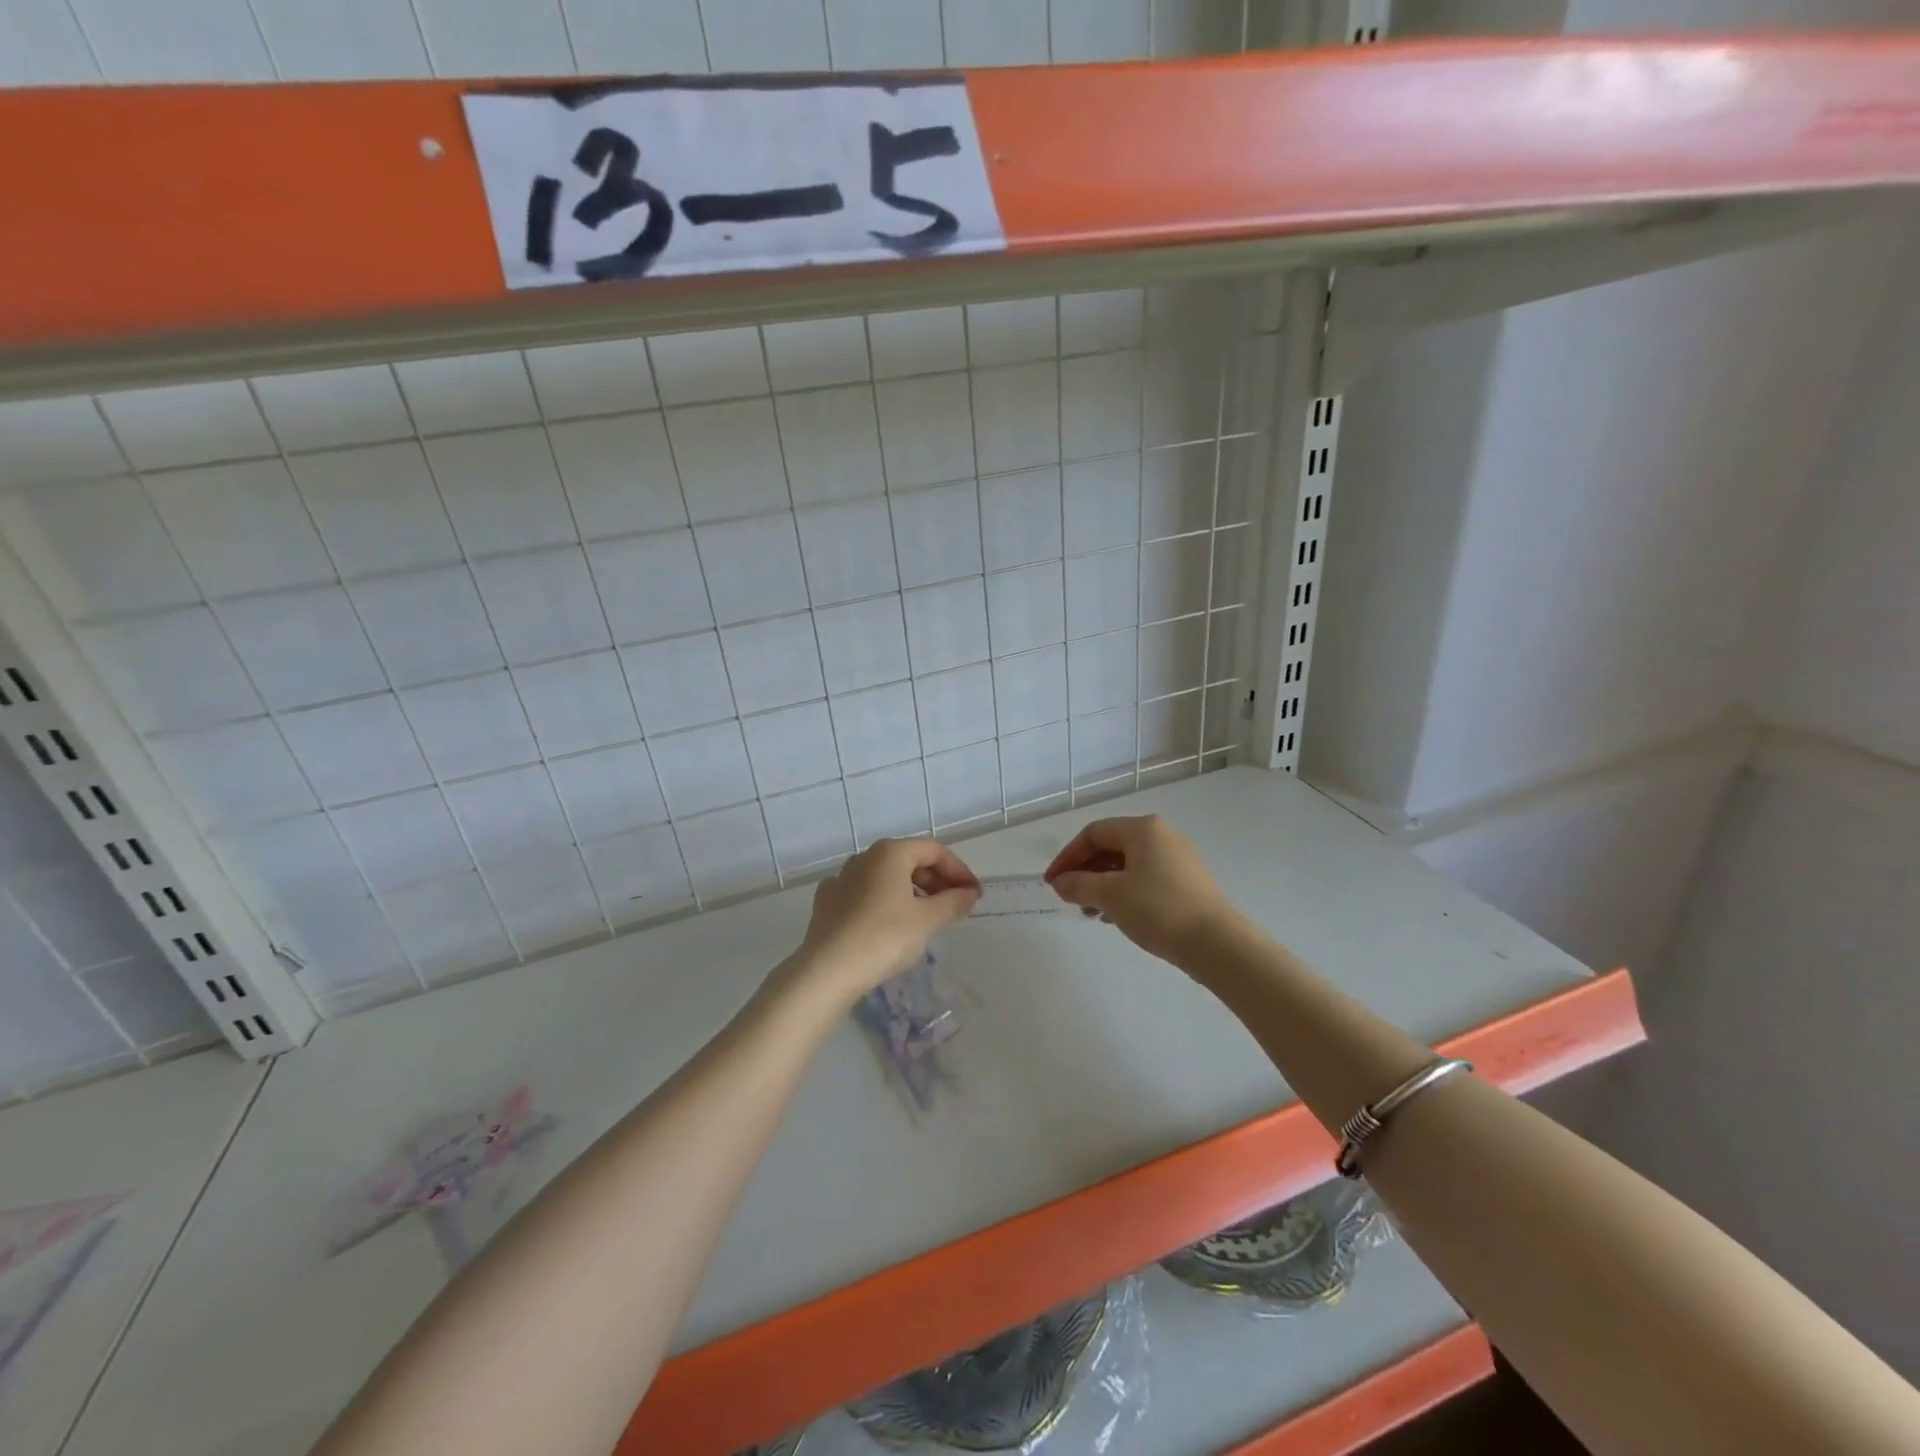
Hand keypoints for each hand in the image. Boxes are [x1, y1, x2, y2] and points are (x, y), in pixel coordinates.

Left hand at [789, 838, 979, 1005]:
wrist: (827, 970)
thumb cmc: (884, 938)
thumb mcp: (927, 920)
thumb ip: (953, 902)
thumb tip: (969, 893)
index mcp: (890, 852)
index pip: (934, 851)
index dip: (958, 870)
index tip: (973, 894)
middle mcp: (864, 857)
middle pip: (909, 859)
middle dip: (936, 880)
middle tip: (954, 906)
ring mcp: (841, 877)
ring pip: (885, 876)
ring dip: (911, 890)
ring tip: (926, 917)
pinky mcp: (827, 901)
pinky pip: (864, 893)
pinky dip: (884, 901)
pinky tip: (889, 922)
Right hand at [1044, 815, 1239, 962]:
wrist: (1217, 944)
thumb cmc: (1158, 909)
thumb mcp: (1110, 895)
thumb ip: (1079, 884)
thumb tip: (1060, 882)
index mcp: (1143, 829)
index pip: (1093, 833)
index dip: (1068, 856)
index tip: (1052, 882)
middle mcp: (1162, 836)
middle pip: (1111, 847)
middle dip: (1085, 871)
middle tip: (1067, 896)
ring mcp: (1178, 859)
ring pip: (1128, 865)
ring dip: (1102, 884)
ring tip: (1088, 912)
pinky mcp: (1187, 883)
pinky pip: (1145, 879)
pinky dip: (1124, 892)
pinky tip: (1115, 916)